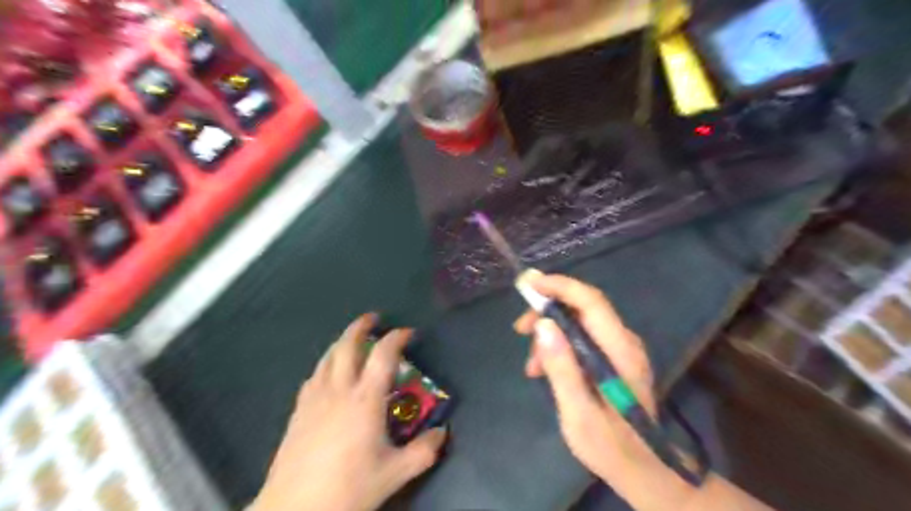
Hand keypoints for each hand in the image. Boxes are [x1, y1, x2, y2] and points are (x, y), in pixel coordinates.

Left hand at [252, 313, 446, 510]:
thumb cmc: (348, 488)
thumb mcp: (394, 474)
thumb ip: (423, 451)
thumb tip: (443, 433)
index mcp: (365, 399)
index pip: (384, 355)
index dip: (397, 337)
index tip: (408, 332)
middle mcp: (339, 390)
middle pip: (348, 345)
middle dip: (361, 326)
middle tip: (373, 318)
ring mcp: (314, 398)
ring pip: (328, 357)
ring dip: (341, 341)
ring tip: (352, 339)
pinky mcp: (298, 411)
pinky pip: (314, 375)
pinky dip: (326, 364)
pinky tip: (328, 372)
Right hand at [512, 272, 662, 483]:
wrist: (643, 470)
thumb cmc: (610, 446)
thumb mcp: (579, 413)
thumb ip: (562, 368)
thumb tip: (543, 325)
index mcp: (620, 351)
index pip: (591, 301)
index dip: (560, 286)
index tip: (528, 285)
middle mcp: (624, 342)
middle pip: (582, 307)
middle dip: (547, 312)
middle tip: (519, 329)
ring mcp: (620, 349)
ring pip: (579, 322)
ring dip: (550, 334)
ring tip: (531, 366)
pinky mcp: (613, 358)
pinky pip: (581, 337)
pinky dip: (559, 346)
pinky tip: (544, 369)